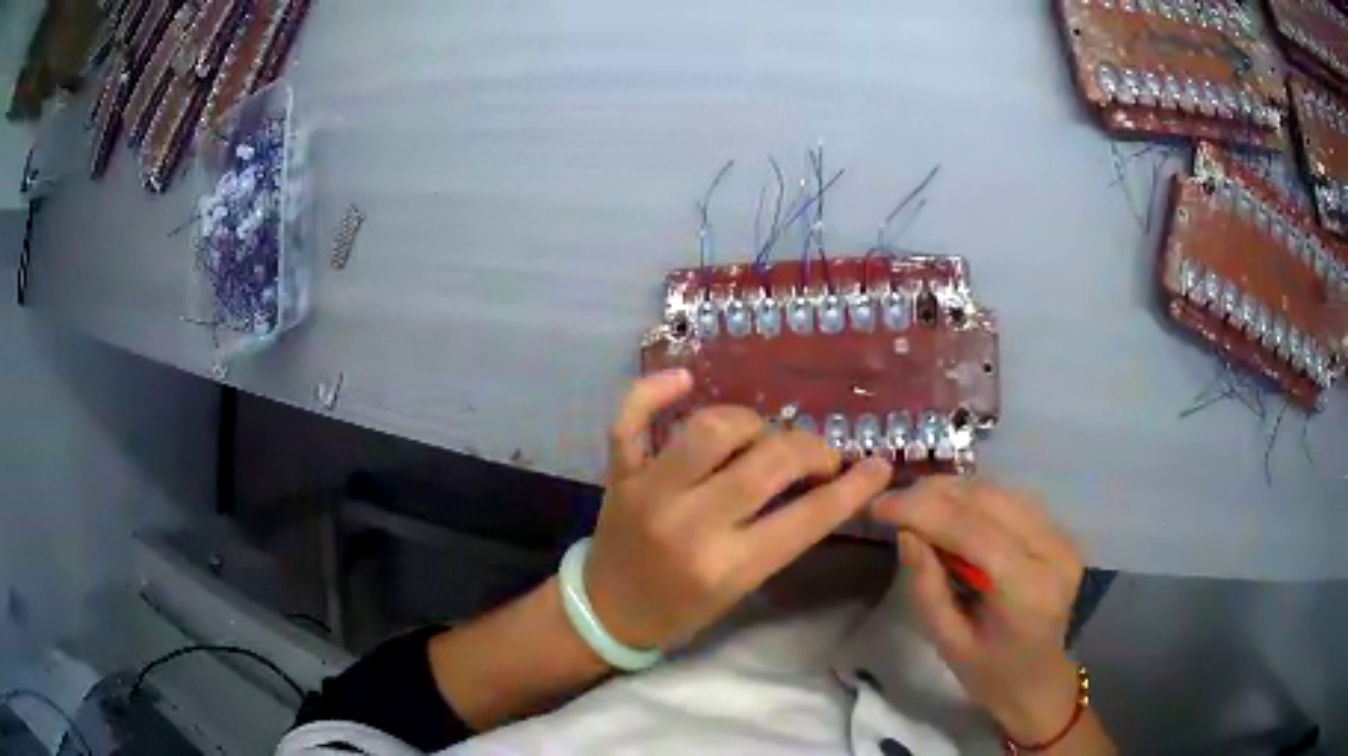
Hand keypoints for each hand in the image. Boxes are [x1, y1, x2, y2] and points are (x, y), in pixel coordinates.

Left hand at [584, 370, 893, 650]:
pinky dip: (653, 391)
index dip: (853, 489)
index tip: (878, 467)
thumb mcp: (742, 587)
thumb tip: (821, 482)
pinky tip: (684, 379)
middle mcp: (689, 523)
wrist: (607, 612)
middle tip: (820, 456)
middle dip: (809, 450)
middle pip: (767, 462)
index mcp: (725, 566)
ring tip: (762, 436)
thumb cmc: (681, 609)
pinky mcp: (619, 473)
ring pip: (710, 428)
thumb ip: (780, 537)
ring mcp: (648, 491)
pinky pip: (631, 419)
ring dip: (751, 423)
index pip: (806, 518)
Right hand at [874, 478, 1084, 742]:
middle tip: (891, 500)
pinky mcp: (1060, 531)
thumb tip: (905, 532)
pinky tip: (949, 506)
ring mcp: (1061, 537)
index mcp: (1027, 590)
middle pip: (990, 500)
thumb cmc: (991, 673)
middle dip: (935, 492)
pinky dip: (976, 496)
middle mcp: (1052, 551)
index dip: (924, 509)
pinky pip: (1012, 499)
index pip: (974, 530)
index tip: (879, 505)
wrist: (1042, 680)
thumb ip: (926, 588)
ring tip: (914, 500)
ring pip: (1001, 491)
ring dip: (954, 490)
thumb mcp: (948, 643)